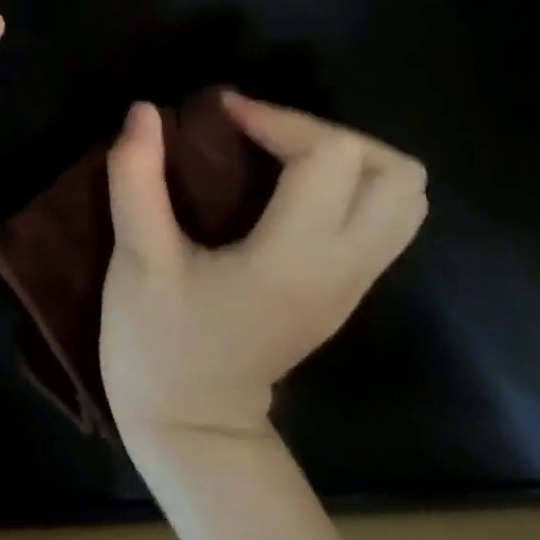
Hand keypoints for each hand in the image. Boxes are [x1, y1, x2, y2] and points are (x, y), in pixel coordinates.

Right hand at [100, 94, 426, 439]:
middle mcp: (343, 268)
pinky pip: (381, 218)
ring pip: (403, 198)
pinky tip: (283, 185)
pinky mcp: (344, 290)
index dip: (275, 117)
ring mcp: (353, 283)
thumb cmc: (159, 343)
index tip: (218, 113)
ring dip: (345, 156)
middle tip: (259, 131)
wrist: (194, 428)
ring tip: (276, 151)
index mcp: (294, 259)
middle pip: (396, 173)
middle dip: (326, 132)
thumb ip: (137, 178)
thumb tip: (144, 111)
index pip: (330, 157)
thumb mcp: (137, 258)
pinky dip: (346, 183)